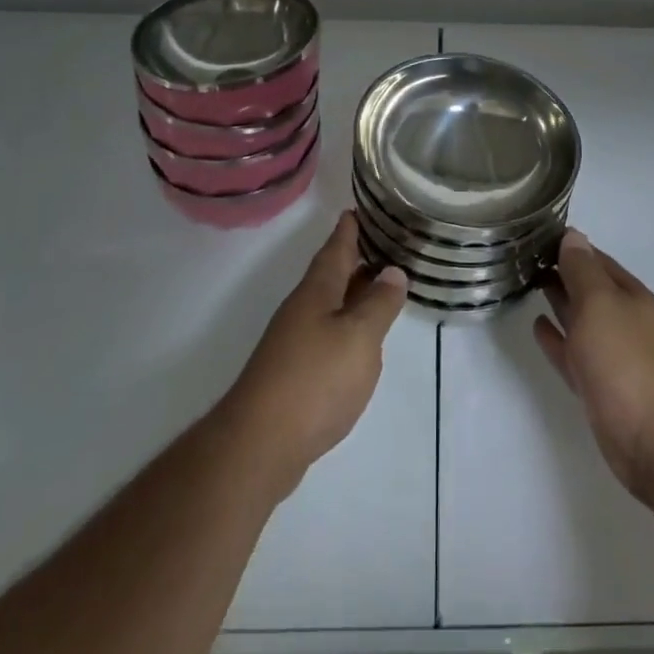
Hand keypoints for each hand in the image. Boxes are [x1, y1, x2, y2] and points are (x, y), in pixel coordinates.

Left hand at [222, 212, 406, 498]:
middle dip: (354, 257)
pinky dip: (346, 324)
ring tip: (379, 285)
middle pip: (331, 274)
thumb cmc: (314, 380)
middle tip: (383, 241)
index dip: (348, 228)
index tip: (358, 208)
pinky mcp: (295, 372)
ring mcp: (295, 341)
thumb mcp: (359, 337)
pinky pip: (326, 332)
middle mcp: (303, 309)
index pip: (336, 248)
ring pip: (329, 304)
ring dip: (352, 291)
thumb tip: (393, 271)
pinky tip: (359, 338)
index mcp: (317, 291)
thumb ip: (379, 304)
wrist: (260, 445)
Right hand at [534, 230, 653, 505]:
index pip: (594, 259)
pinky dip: (556, 339)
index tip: (535, 234)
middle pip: (588, 288)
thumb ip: (582, 271)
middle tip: (523, 256)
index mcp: (628, 295)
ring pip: (579, 319)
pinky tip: (538, 327)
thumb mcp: (601, 304)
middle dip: (561, 271)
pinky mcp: (599, 387)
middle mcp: (622, 320)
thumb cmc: (628, 362)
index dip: (568, 246)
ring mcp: (612, 355)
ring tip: (528, 283)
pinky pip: (572, 353)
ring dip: (558, 301)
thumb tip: (573, 236)